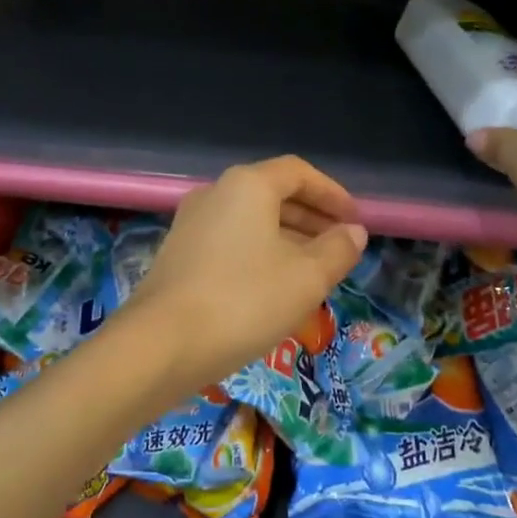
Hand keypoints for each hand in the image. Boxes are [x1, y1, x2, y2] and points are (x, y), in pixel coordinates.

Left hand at [126, 156, 367, 390]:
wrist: (161, 344)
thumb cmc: (244, 301)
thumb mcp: (306, 278)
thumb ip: (337, 250)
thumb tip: (353, 233)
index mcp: (248, 185)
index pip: (299, 173)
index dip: (332, 193)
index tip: (355, 220)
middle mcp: (216, 192)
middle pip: (273, 193)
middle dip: (312, 217)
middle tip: (340, 246)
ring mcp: (192, 222)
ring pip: (251, 220)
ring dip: (287, 237)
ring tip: (314, 270)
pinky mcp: (179, 253)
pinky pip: (231, 240)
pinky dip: (260, 252)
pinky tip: (273, 286)